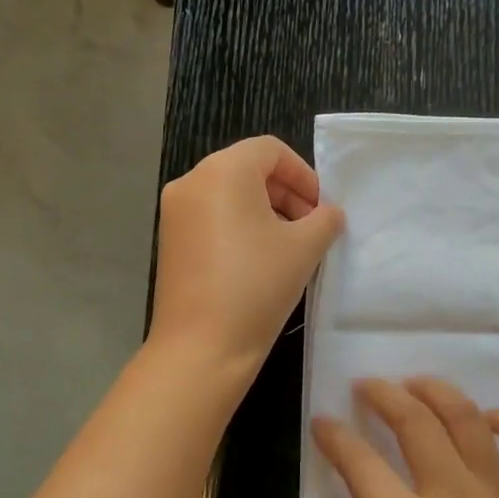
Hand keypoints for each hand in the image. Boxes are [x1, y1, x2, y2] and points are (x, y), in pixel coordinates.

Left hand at [150, 136, 343, 376]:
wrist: (201, 347)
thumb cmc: (257, 285)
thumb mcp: (305, 248)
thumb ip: (325, 219)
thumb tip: (329, 214)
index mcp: (223, 171)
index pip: (270, 150)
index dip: (304, 174)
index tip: (322, 208)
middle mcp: (192, 182)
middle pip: (248, 169)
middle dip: (286, 194)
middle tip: (312, 228)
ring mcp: (175, 213)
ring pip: (230, 195)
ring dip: (266, 211)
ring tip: (290, 247)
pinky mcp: (170, 241)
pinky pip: (212, 218)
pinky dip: (240, 227)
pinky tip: (260, 262)